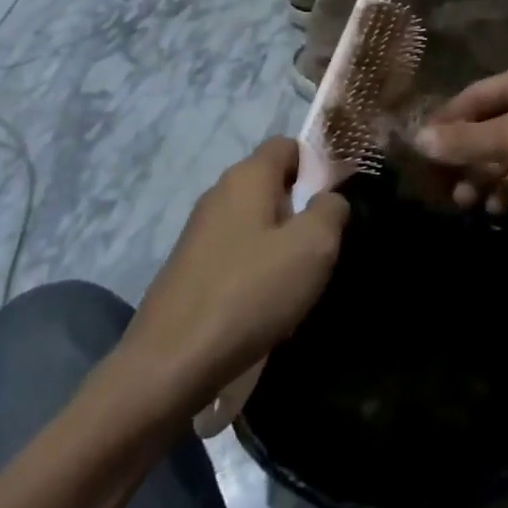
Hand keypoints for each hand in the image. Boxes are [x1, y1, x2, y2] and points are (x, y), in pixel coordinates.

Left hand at [121, 138, 348, 415]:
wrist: (170, 364)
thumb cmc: (250, 293)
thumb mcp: (312, 247)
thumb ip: (331, 210)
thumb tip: (329, 199)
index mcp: (247, 176)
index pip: (288, 144)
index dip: (317, 163)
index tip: (337, 198)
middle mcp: (219, 192)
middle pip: (271, 183)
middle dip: (301, 207)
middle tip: (324, 244)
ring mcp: (199, 230)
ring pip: (255, 220)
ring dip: (280, 242)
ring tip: (299, 280)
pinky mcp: (189, 266)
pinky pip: (236, 251)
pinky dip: (255, 268)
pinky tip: (265, 304)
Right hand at [412, 56, 507, 229]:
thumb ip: (468, 140)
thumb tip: (418, 138)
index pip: (473, 95)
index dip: (445, 124)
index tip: (419, 154)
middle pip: (490, 123)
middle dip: (465, 156)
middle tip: (443, 190)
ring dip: (486, 174)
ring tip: (467, 205)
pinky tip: (497, 207)